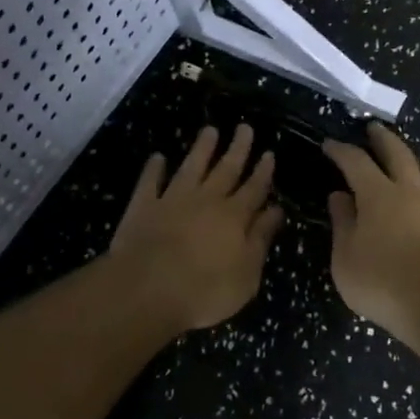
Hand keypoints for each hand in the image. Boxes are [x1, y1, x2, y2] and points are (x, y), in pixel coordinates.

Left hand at [108, 124, 283, 332]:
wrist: (147, 290)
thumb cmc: (205, 290)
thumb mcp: (247, 274)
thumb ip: (260, 239)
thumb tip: (276, 210)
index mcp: (234, 217)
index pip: (254, 189)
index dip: (263, 171)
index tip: (269, 153)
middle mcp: (206, 200)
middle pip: (226, 170)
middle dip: (238, 149)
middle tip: (244, 127)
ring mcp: (172, 200)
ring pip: (191, 167)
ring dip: (201, 148)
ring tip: (210, 130)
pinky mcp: (143, 207)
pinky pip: (150, 182)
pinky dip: (154, 168)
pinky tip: (158, 157)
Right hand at [322, 123, 419, 336]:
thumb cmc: (382, 282)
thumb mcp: (345, 258)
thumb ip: (342, 223)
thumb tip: (339, 196)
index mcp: (378, 195)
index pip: (356, 162)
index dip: (341, 150)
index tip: (329, 144)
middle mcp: (410, 191)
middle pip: (398, 153)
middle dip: (383, 138)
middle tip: (374, 128)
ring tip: (414, 160)